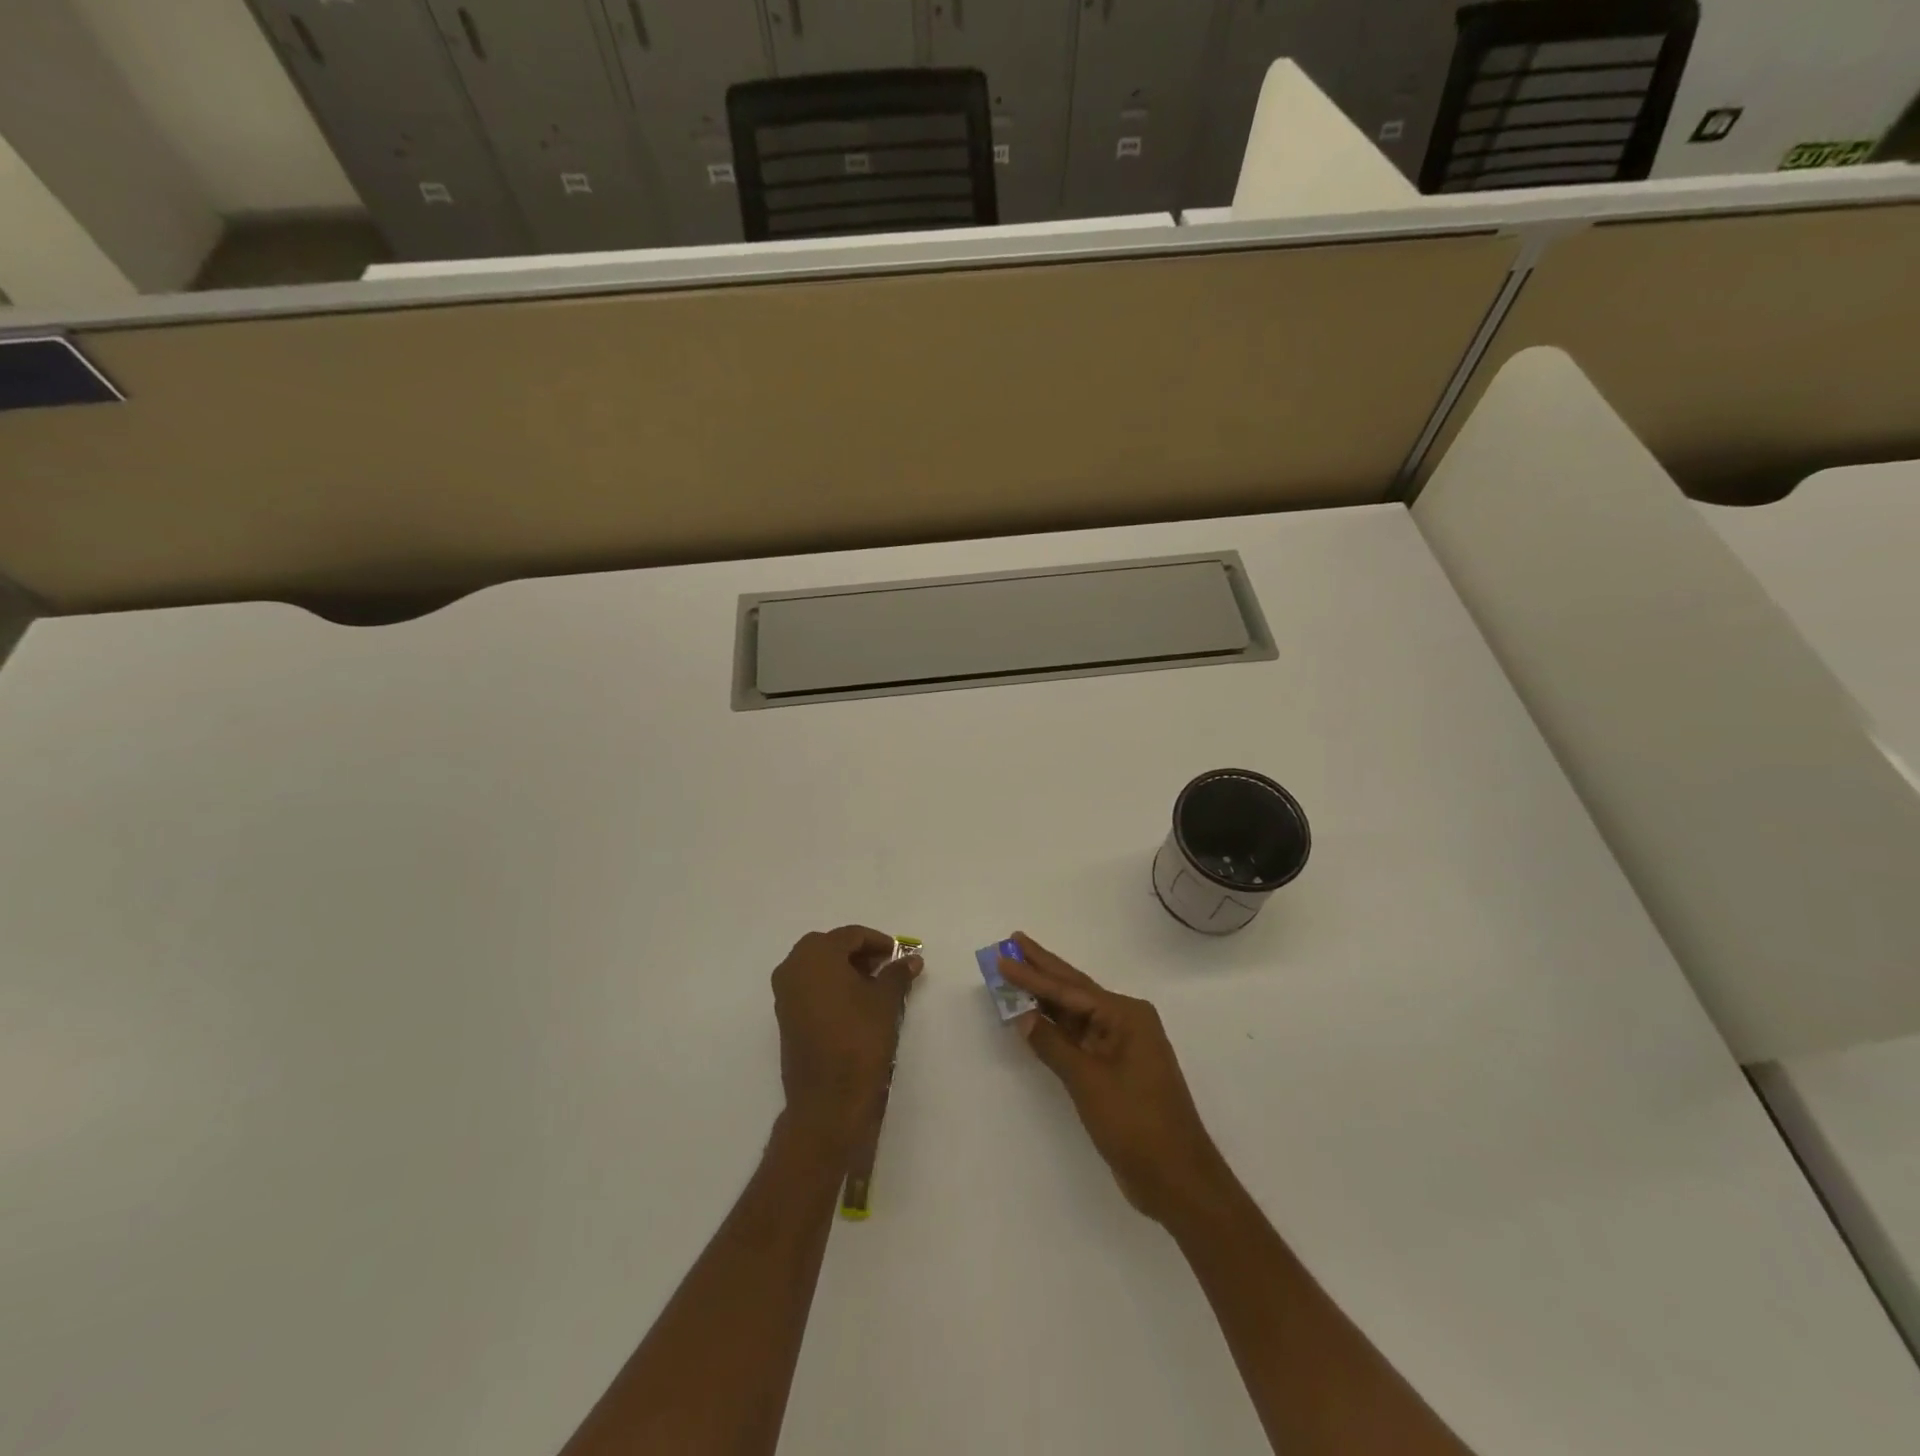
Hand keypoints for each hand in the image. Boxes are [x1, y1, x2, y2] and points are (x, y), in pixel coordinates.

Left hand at [772, 926, 919, 1145]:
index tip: (898, 955)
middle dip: (858, 953)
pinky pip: (809, 987)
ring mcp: (785, 993)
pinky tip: (855, 1005)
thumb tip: (912, 959)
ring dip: (844, 970)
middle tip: (885, 967)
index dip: (878, 942)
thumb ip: (898, 974)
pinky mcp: (785, 1017)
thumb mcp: (886, 1001)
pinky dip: (831, 987)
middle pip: (829, 947)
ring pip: (817, 967)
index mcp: (815, 955)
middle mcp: (793, 967)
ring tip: (874, 987)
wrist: (828, 1099)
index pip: (850, 935)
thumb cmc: (859, 1040)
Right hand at [1000, 933, 1233, 1225]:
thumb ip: (1053, 1045)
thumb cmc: (1135, 1123)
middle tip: (1013, 942)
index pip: (1069, 990)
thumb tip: (1023, 1016)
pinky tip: (1035, 1017)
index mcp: (1126, 1015)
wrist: (1176, 1178)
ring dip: (1046, 996)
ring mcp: (1121, 1046)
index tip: (1004, 955)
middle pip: (1074, 990)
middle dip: (1042, 969)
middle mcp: (1125, 1022)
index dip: (1032, 974)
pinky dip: (1056, 1028)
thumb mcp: (1088, 1081)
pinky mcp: (1115, 1070)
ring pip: (1075, 1013)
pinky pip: (1079, 1037)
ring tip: (1017, 971)